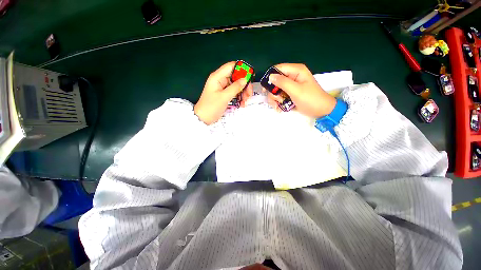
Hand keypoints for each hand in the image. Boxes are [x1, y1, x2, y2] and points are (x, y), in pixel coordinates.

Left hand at [194, 61, 252, 124]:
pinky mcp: (225, 95)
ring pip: (237, 86)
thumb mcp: (224, 97)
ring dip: (243, 92)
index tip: (250, 76)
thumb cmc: (211, 106)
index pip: (231, 66)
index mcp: (218, 77)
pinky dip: (239, 97)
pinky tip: (242, 103)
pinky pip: (234, 93)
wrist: (204, 118)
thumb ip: (235, 87)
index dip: (242, 69)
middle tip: (249, 94)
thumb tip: (245, 79)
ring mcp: (223, 88)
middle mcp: (221, 80)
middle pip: (236, 77)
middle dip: (244, 85)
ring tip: (245, 101)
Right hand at [264, 63, 336, 117]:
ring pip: (275, 90)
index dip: (270, 77)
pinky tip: (280, 108)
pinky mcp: (289, 94)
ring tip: (280, 105)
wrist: (321, 111)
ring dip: (275, 99)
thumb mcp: (296, 90)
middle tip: (277, 100)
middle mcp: (292, 77)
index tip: (266, 89)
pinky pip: (279, 96)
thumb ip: (283, 82)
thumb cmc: (310, 99)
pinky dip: (277, 102)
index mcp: (296, 71)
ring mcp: (290, 86)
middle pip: (275, 81)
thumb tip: (270, 76)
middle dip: (273, 92)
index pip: (278, 69)